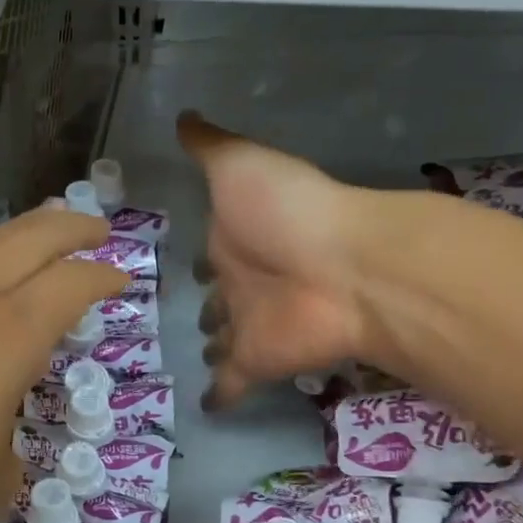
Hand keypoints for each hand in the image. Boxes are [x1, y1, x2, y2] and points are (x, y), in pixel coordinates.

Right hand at [180, 111, 384, 406]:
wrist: (340, 266)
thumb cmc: (286, 212)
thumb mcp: (239, 165)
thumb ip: (208, 147)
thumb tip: (182, 115)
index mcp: (236, 240)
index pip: (211, 254)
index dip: (202, 259)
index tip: (191, 266)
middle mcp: (243, 284)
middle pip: (221, 301)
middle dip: (212, 309)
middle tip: (200, 319)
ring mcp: (250, 325)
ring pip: (225, 340)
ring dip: (215, 346)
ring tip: (203, 353)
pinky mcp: (257, 361)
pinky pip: (230, 384)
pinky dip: (219, 396)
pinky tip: (206, 407)